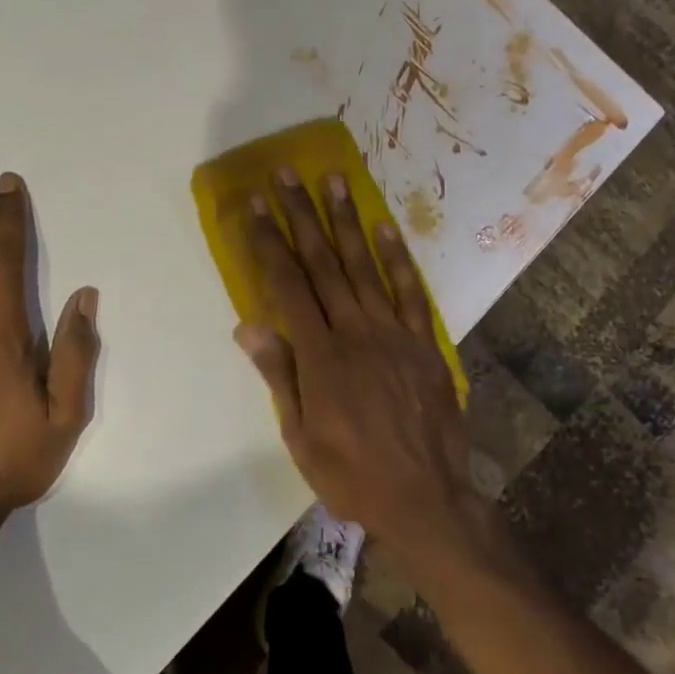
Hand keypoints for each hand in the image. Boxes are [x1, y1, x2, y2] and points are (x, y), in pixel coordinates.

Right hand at [235, 167, 476, 555]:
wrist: (426, 499)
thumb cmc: (351, 473)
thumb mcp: (300, 436)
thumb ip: (279, 375)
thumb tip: (248, 325)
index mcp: (321, 356)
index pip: (288, 286)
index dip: (270, 243)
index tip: (257, 207)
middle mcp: (356, 332)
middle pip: (324, 264)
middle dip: (302, 216)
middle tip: (287, 175)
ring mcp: (395, 334)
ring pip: (365, 266)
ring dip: (347, 221)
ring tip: (333, 180)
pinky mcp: (425, 343)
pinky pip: (410, 292)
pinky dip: (397, 257)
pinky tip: (384, 227)